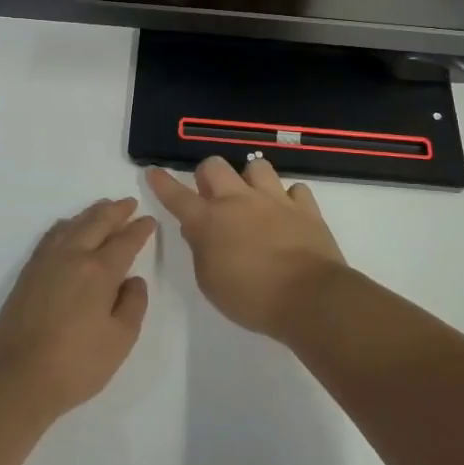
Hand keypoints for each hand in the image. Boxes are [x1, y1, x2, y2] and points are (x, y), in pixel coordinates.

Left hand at [0, 198, 155, 420]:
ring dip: (91, 213)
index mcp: (99, 271)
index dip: (140, 229)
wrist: (17, 379)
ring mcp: (45, 262)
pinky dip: (66, 225)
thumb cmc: (76, 365)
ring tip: (103, 208)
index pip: (125, 241)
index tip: (149, 220)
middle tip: (129, 203)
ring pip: (72, 224)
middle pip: (96, 223)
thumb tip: (133, 280)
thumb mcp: (120, 340)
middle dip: (116, 211)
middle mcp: (72, 256)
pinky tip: (69, 228)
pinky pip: (51, 235)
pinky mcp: (27, 273)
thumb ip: (133, 304)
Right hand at [146, 157, 343, 338]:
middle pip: (214, 166)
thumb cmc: (252, 298)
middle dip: (208, 175)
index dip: (162, 182)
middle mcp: (239, 201)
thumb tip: (197, 231)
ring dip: (250, 179)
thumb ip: (200, 251)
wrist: (309, 298)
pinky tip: (288, 212)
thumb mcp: (210, 283)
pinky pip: (295, 189)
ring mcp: (274, 200)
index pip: (177, 196)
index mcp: (209, 221)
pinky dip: (289, 198)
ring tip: (254, 198)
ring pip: (257, 166)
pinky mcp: (305, 208)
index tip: (153, 171)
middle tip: (212, 195)